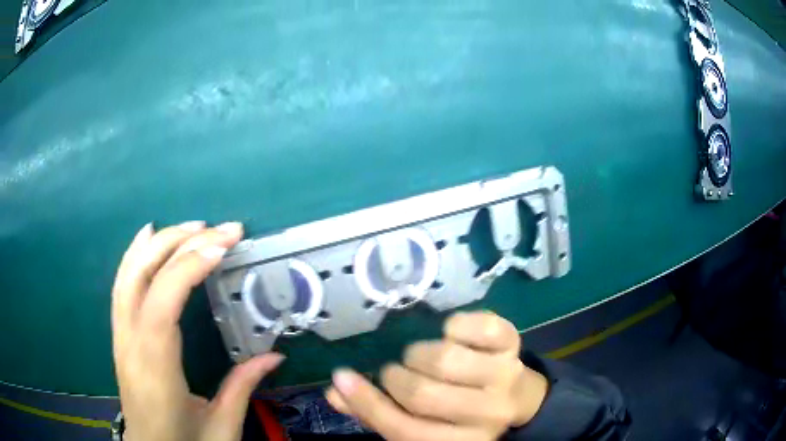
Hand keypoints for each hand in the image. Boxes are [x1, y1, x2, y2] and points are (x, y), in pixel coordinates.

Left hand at [112, 221, 283, 440]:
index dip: (188, 268)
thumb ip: (242, 387)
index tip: (222, 247)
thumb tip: (275, 356)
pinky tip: (146, 236)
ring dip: (158, 243)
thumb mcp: (221, 426)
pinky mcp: (120, 335)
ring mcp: (120, 337)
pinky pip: (121, 285)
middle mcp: (130, 344)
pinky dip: (134, 254)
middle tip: (220, 230)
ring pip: (128, 275)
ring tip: (192, 225)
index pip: (162, 305)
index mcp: (155, 370)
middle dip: (179, 244)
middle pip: (142, 278)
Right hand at [325, 311, 547, 440]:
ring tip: (420, 357)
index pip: (404, 431)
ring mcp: (505, 377)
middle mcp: (488, 415)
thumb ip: (377, 411)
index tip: (342, 377)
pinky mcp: (514, 344)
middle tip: (395, 371)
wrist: (514, 396)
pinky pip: (478, 326)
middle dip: (396, 377)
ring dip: (420, 353)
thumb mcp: (422, 422)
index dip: (367, 404)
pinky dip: (455, 324)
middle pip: (423, 395)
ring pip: (445, 359)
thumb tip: (335, 391)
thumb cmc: (459, 413)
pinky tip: (451, 335)